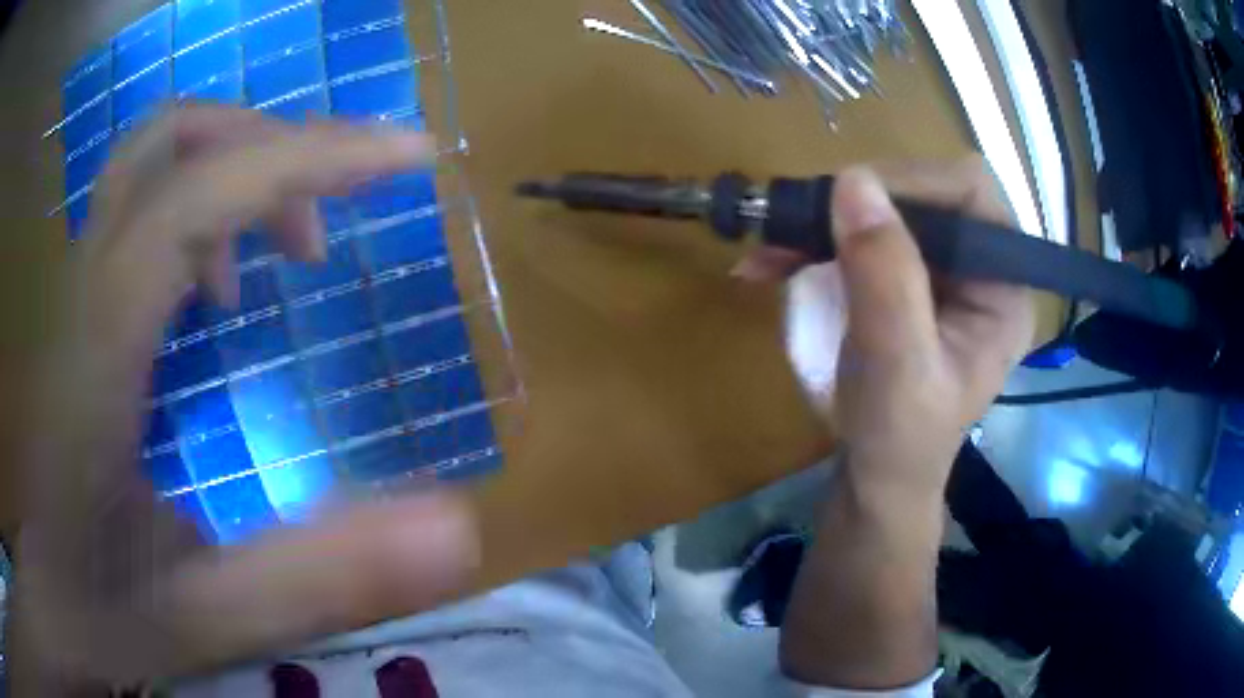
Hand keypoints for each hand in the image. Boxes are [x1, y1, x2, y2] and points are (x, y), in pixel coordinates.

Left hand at [13, 106, 478, 691]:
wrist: (51, 599)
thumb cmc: (99, 613)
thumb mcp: (201, 616)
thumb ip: (313, 578)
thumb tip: (455, 531)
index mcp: (100, 349)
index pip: (201, 196)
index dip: (310, 157)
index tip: (407, 158)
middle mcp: (83, 292)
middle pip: (167, 141)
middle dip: (265, 144)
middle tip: (321, 221)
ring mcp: (75, 293)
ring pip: (150, 162)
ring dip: (232, 172)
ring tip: (278, 253)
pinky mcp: (78, 314)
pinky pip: (138, 211)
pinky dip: (198, 212)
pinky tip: (218, 294)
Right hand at [758, 160, 1033, 689]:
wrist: (875, 482)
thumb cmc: (897, 440)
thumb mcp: (896, 365)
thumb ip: (885, 276)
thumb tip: (853, 181)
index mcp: (1002, 289)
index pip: (971, 193)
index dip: (914, 184)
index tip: (848, 207)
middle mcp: (979, 269)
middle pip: (925, 192)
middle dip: (857, 203)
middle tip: (796, 226)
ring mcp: (941, 272)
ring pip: (886, 208)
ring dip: (825, 219)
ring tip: (770, 247)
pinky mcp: (906, 280)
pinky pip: (862, 235)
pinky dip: (815, 241)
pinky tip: (774, 262)